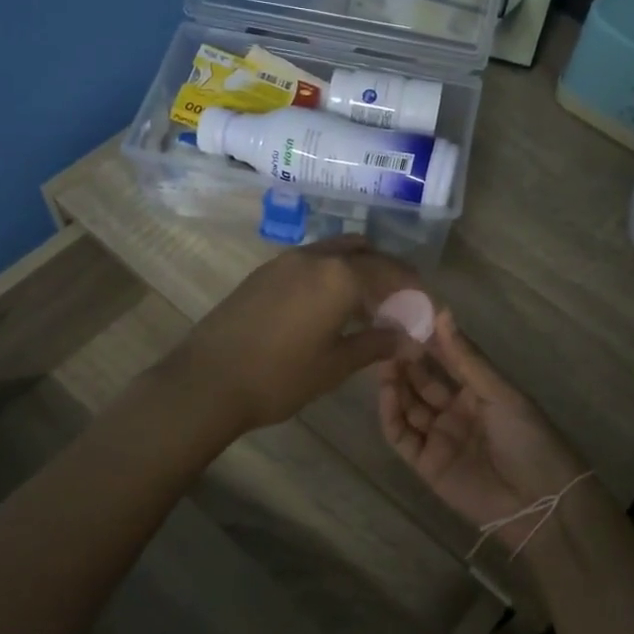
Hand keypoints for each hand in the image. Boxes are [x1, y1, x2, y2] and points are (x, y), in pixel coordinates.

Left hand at [160, 236, 420, 435]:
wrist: (206, 381)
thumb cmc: (279, 377)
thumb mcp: (335, 365)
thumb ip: (377, 344)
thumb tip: (411, 341)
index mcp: (340, 276)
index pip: (391, 272)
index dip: (413, 291)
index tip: (426, 310)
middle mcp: (315, 257)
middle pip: (365, 253)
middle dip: (388, 274)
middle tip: (400, 304)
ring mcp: (286, 261)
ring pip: (336, 252)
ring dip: (359, 270)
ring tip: (367, 305)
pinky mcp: (264, 272)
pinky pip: (311, 261)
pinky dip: (332, 274)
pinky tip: (330, 306)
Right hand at [378, 309, 590, 551]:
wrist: (539, 500)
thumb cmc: (528, 438)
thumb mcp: (501, 393)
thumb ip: (467, 358)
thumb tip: (443, 313)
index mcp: (479, 393)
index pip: (447, 362)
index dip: (429, 343)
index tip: (407, 319)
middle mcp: (456, 412)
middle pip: (423, 383)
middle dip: (406, 363)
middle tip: (387, 340)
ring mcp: (439, 438)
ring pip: (408, 407)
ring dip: (395, 385)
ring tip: (384, 362)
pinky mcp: (425, 464)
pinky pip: (401, 436)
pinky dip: (391, 415)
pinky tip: (387, 392)